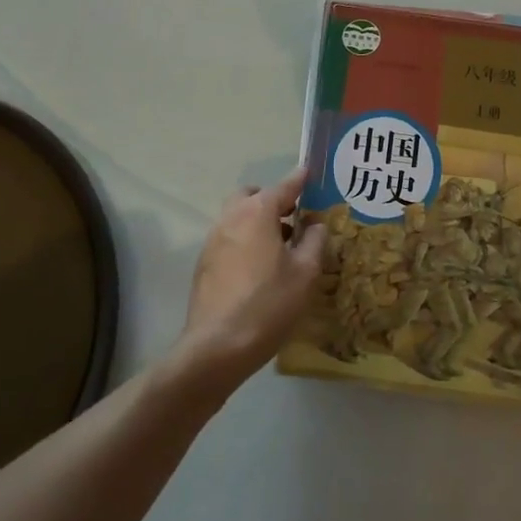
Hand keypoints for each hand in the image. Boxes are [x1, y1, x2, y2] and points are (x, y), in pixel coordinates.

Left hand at [177, 166, 327, 388]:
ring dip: (258, 221)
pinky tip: (260, 268)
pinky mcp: (204, 263)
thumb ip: (314, 241)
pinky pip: (229, 238)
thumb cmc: (268, 304)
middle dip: (272, 199)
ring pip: (238, 216)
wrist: (216, 347)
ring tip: (281, 246)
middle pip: (253, 195)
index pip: (284, 186)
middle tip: (294, 217)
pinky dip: (245, 240)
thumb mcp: (305, 273)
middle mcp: (231, 217)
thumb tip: (316, 225)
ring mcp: (213, 240)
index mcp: (257, 212)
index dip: (300, 180)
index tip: (310, 172)